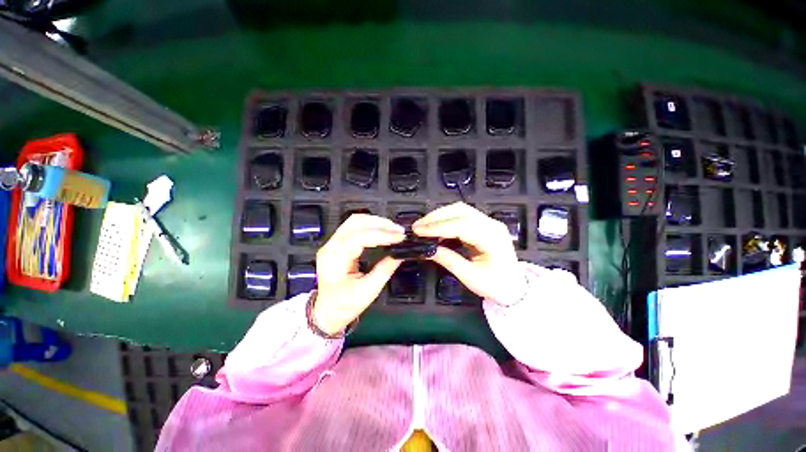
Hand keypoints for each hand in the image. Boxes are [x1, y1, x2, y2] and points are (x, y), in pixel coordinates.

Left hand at [313, 214, 405, 334]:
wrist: (325, 313)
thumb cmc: (344, 306)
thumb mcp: (368, 291)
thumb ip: (385, 270)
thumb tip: (399, 255)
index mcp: (335, 259)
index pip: (359, 237)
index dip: (382, 235)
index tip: (399, 237)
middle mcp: (331, 246)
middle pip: (355, 222)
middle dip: (380, 223)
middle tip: (398, 230)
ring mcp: (332, 243)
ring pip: (355, 221)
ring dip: (376, 222)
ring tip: (392, 229)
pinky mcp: (337, 244)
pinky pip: (354, 227)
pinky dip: (370, 226)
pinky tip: (382, 231)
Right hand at [412, 202, 526, 304]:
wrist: (514, 287)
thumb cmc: (495, 285)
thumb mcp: (471, 277)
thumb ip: (449, 261)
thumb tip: (427, 250)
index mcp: (493, 238)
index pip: (462, 225)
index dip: (438, 227)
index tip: (419, 231)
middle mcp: (492, 225)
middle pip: (460, 211)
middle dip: (436, 217)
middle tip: (417, 227)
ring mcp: (488, 222)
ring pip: (460, 210)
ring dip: (439, 216)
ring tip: (423, 226)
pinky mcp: (483, 225)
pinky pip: (462, 216)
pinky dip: (446, 220)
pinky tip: (435, 228)